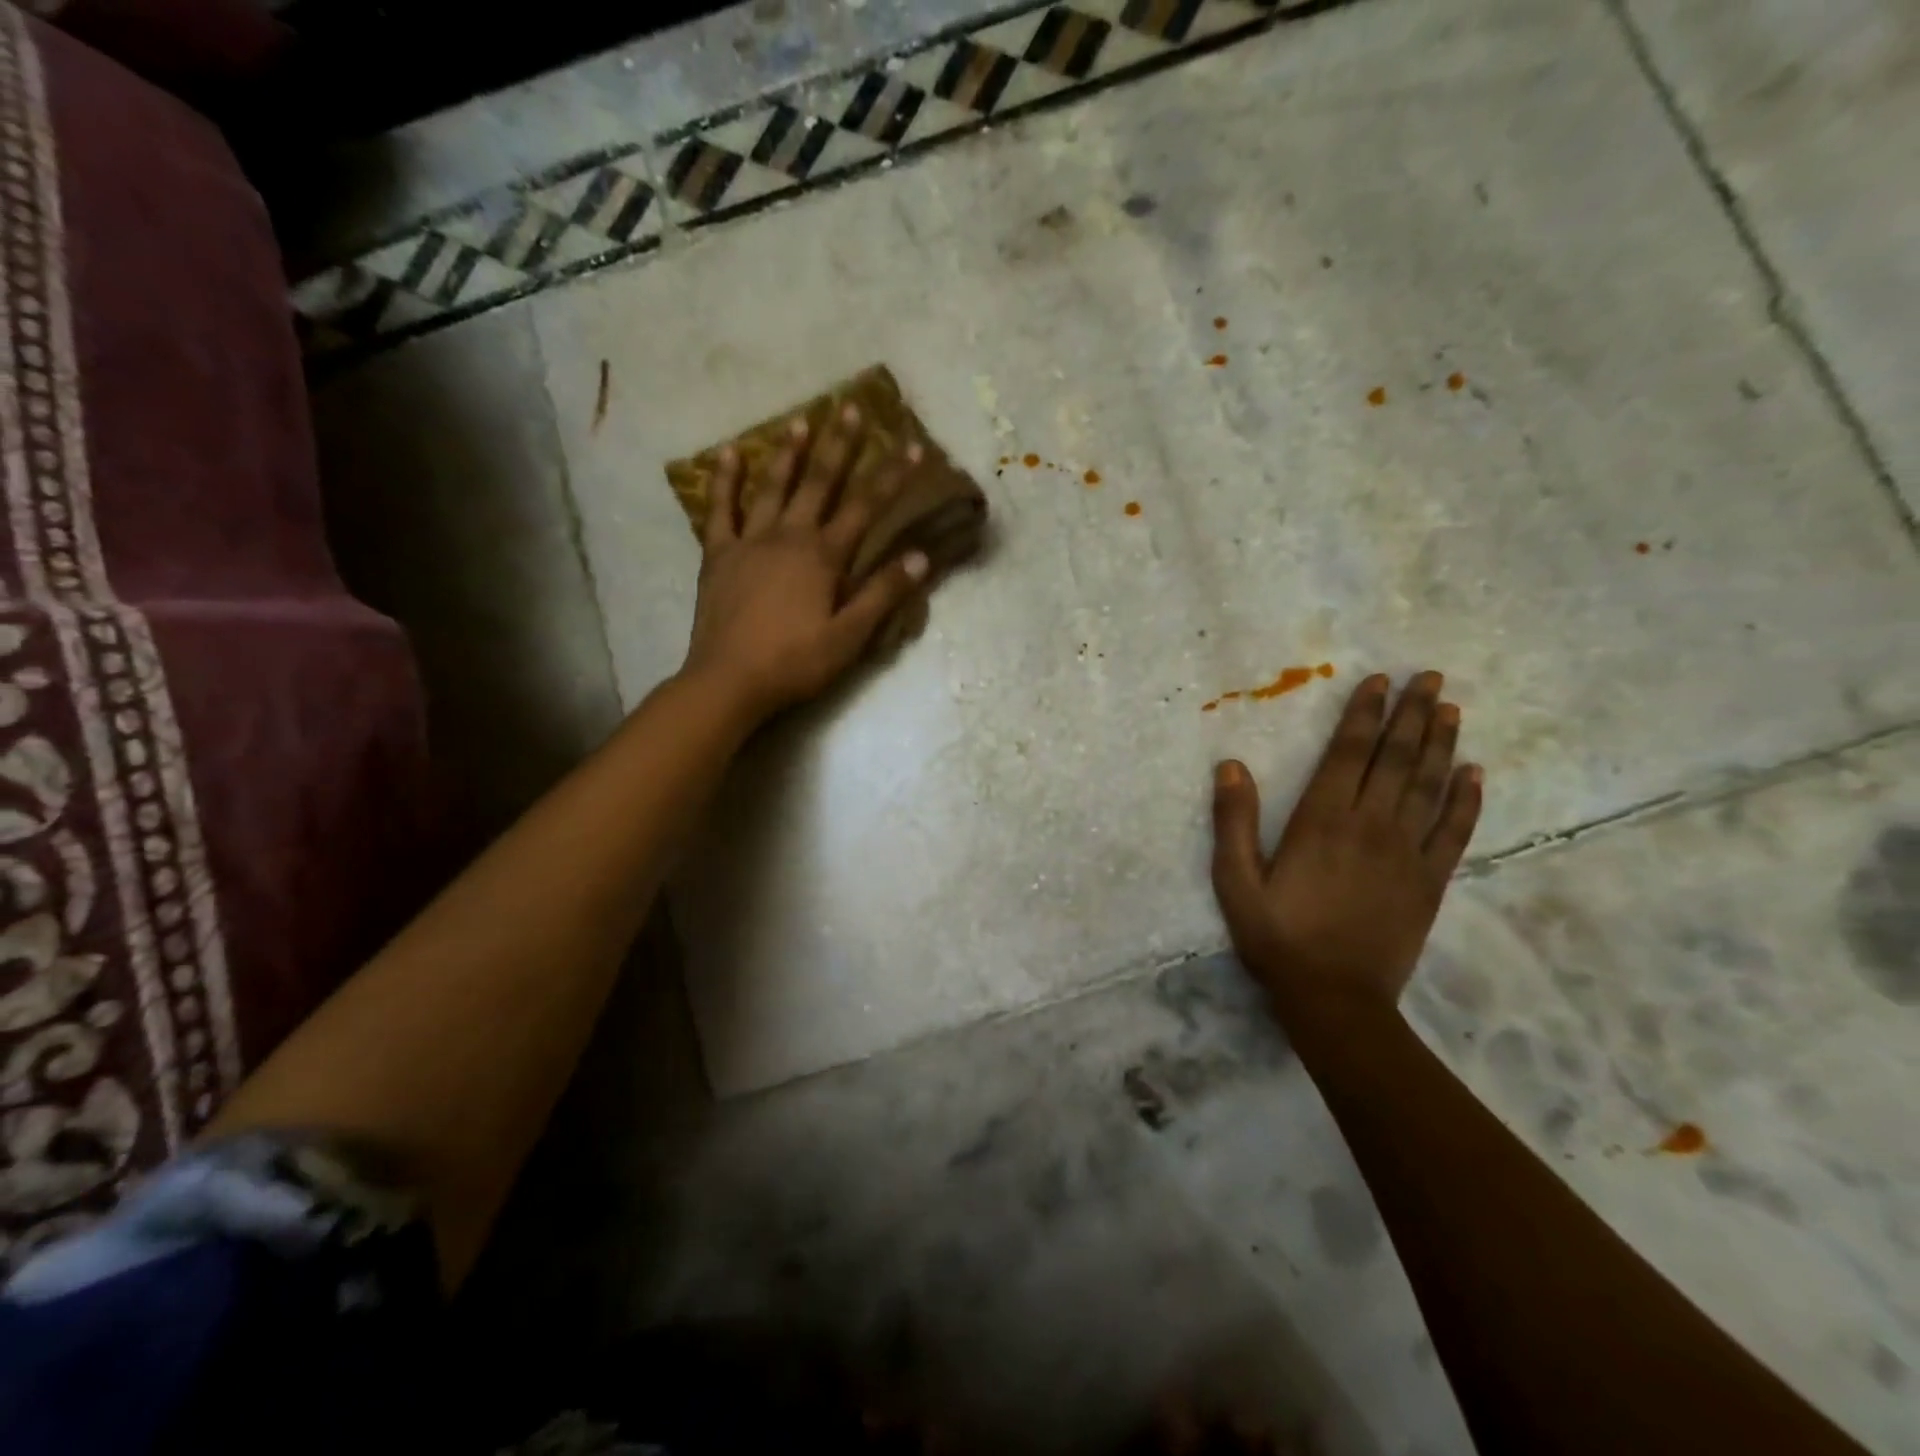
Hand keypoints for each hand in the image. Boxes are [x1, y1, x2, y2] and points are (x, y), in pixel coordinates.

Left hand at [682, 404, 928, 719]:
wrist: (729, 680)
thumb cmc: (795, 662)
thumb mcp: (849, 637)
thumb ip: (882, 594)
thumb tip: (919, 557)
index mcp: (823, 557)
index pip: (866, 507)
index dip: (891, 476)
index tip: (912, 445)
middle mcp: (788, 536)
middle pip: (819, 483)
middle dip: (839, 445)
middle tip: (850, 407)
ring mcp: (749, 541)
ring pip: (772, 486)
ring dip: (788, 452)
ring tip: (801, 420)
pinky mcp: (718, 555)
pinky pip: (720, 509)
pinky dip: (724, 480)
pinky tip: (728, 453)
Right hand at [1209, 671, 1482, 1022]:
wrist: (1334, 998)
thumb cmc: (1277, 937)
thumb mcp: (1235, 881)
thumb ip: (1233, 822)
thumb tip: (1231, 765)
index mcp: (1321, 821)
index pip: (1348, 753)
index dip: (1365, 714)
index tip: (1381, 681)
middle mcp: (1369, 825)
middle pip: (1396, 759)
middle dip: (1412, 715)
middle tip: (1430, 678)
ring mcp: (1406, 853)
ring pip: (1429, 786)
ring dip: (1441, 744)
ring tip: (1451, 708)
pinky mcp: (1430, 881)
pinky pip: (1455, 832)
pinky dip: (1467, 800)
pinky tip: (1475, 773)